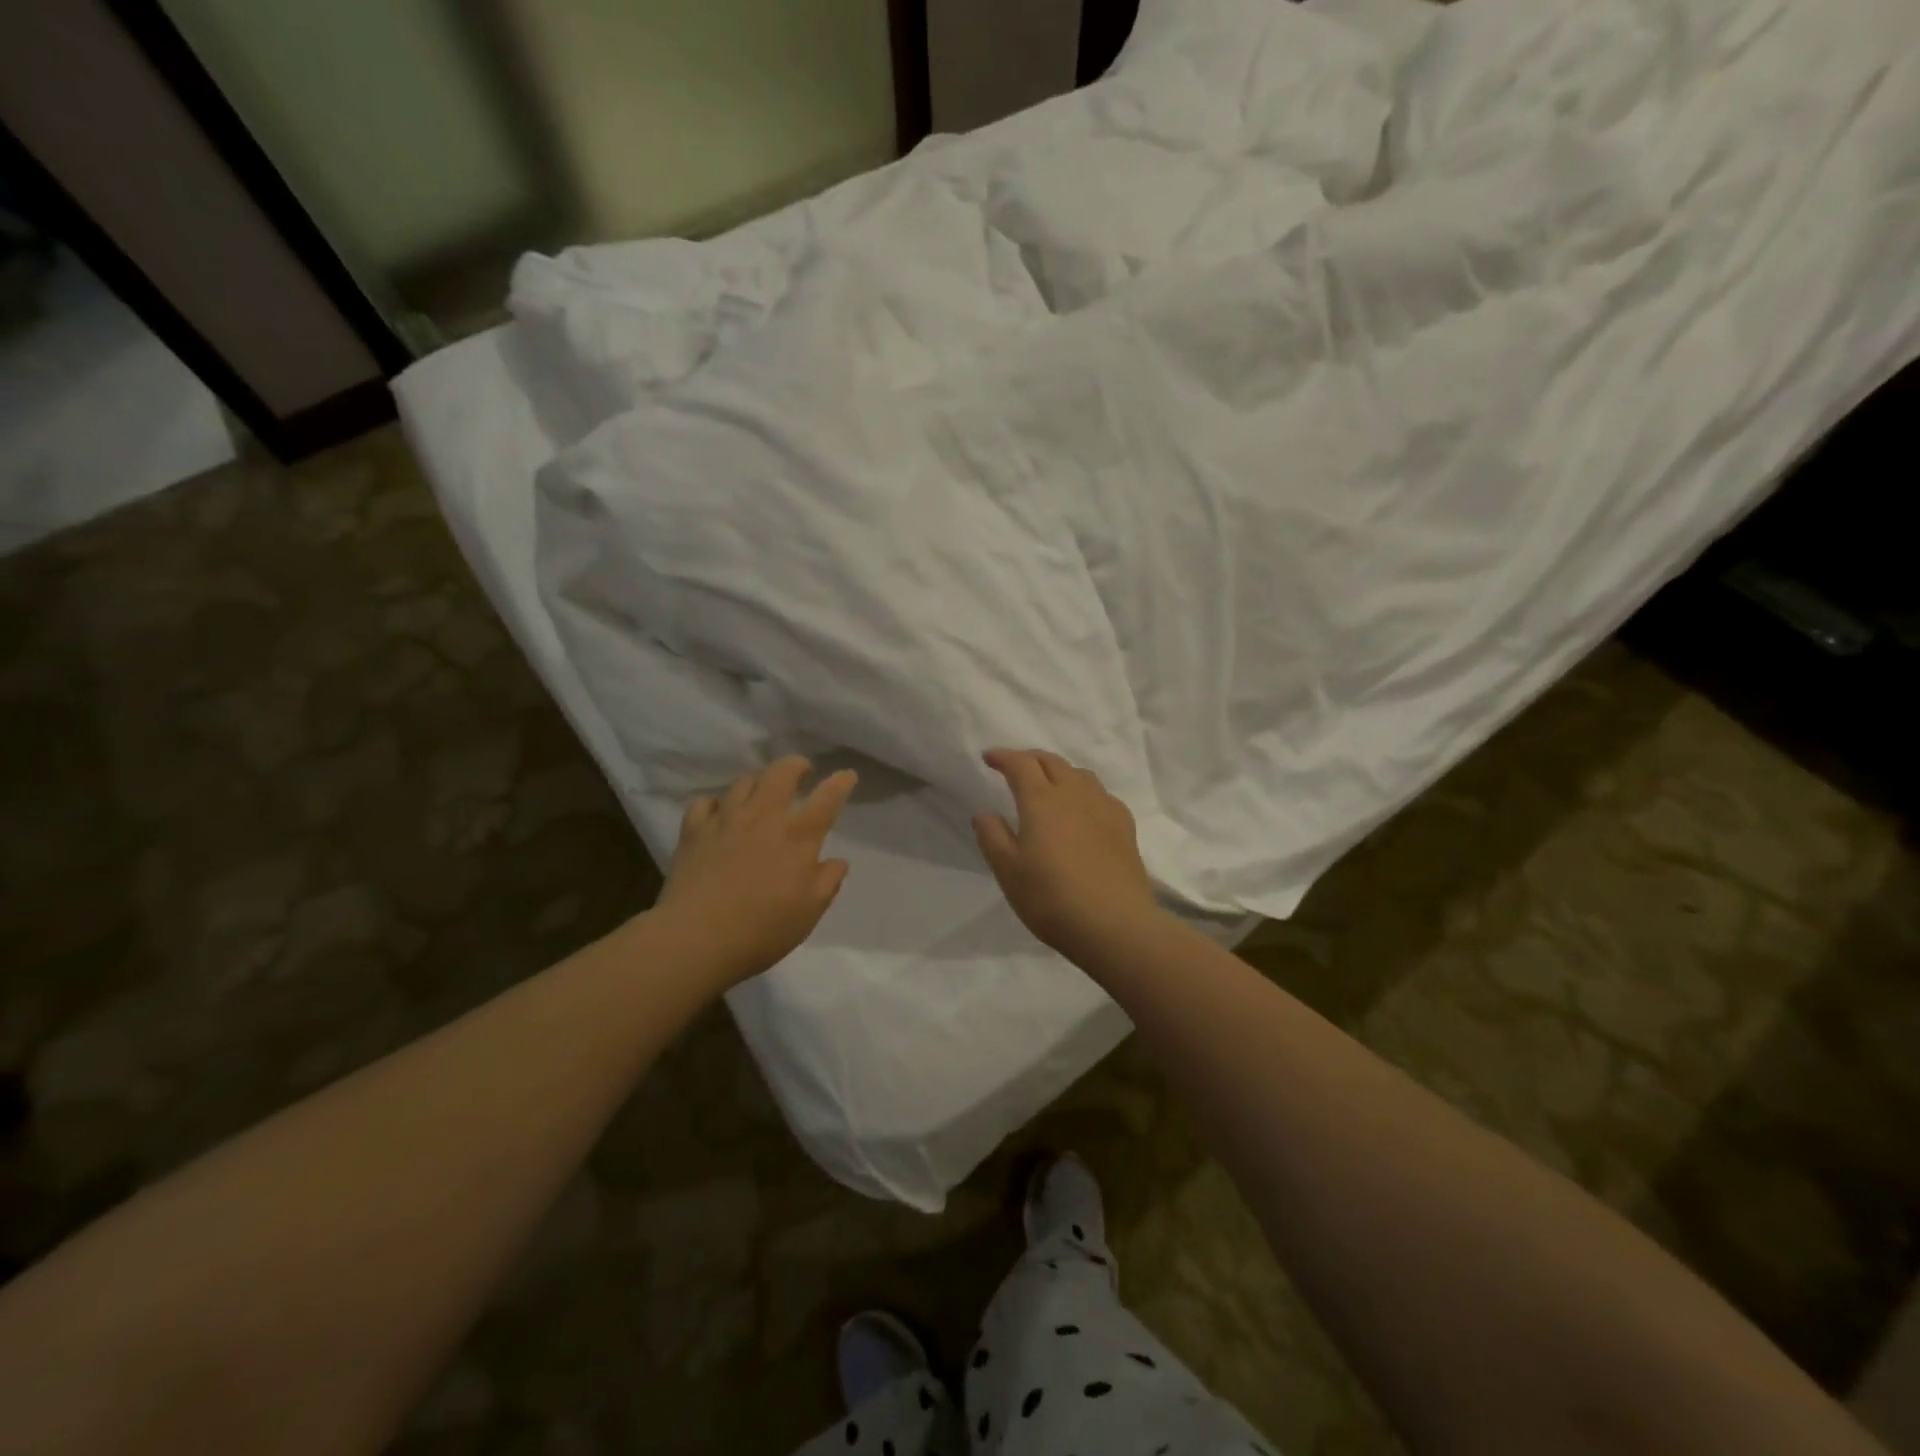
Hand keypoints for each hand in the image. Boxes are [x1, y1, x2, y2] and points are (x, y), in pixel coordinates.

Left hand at [654, 757, 857, 986]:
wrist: (695, 939)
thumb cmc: (762, 929)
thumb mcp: (809, 912)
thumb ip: (828, 882)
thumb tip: (838, 861)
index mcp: (797, 837)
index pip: (827, 799)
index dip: (840, 783)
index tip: (847, 776)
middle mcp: (763, 818)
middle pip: (781, 773)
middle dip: (796, 765)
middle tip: (802, 772)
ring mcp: (725, 820)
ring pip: (744, 782)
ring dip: (759, 781)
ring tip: (763, 792)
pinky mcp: (694, 831)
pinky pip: (705, 802)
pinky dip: (716, 803)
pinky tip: (719, 814)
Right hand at [972, 749, 1165, 960]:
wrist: (1116, 925)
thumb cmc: (1052, 899)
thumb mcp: (1008, 872)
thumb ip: (993, 837)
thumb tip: (985, 812)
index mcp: (1042, 801)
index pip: (1021, 764)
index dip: (1003, 756)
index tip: (989, 758)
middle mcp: (1074, 794)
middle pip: (1052, 762)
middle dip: (1030, 758)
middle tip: (1015, 767)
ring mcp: (1104, 808)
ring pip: (1080, 774)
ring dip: (1059, 771)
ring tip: (1049, 785)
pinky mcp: (1124, 826)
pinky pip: (1101, 794)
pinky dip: (1084, 791)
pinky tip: (1083, 810)